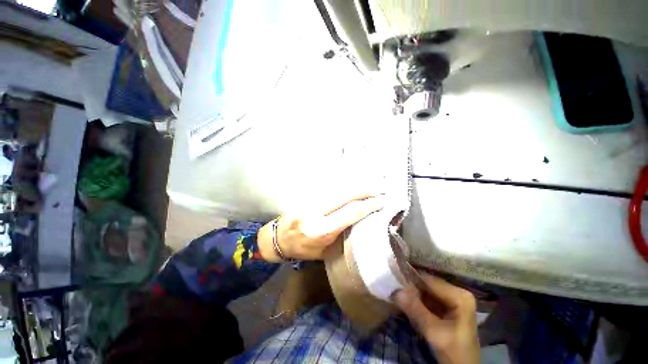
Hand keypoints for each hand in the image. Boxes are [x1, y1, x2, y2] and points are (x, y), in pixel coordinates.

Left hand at [258, 194, 383, 261]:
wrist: (278, 239)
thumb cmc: (303, 250)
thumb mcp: (325, 251)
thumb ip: (342, 235)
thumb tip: (362, 221)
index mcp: (321, 230)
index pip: (350, 212)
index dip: (368, 205)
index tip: (381, 202)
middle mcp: (315, 212)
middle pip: (345, 196)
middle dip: (364, 191)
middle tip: (379, 190)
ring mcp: (309, 200)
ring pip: (337, 189)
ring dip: (355, 187)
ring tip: (369, 187)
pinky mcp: (306, 195)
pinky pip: (329, 188)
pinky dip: (343, 186)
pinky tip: (352, 187)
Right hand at [393, 273, 478, 363]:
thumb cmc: (453, 351)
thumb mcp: (433, 332)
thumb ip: (416, 310)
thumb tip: (396, 291)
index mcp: (460, 295)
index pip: (429, 281)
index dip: (411, 281)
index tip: (394, 283)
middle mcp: (457, 292)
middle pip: (428, 284)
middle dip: (411, 288)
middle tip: (394, 291)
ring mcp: (453, 298)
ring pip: (426, 291)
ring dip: (412, 295)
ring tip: (398, 297)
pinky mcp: (447, 306)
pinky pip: (427, 298)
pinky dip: (416, 301)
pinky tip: (407, 304)